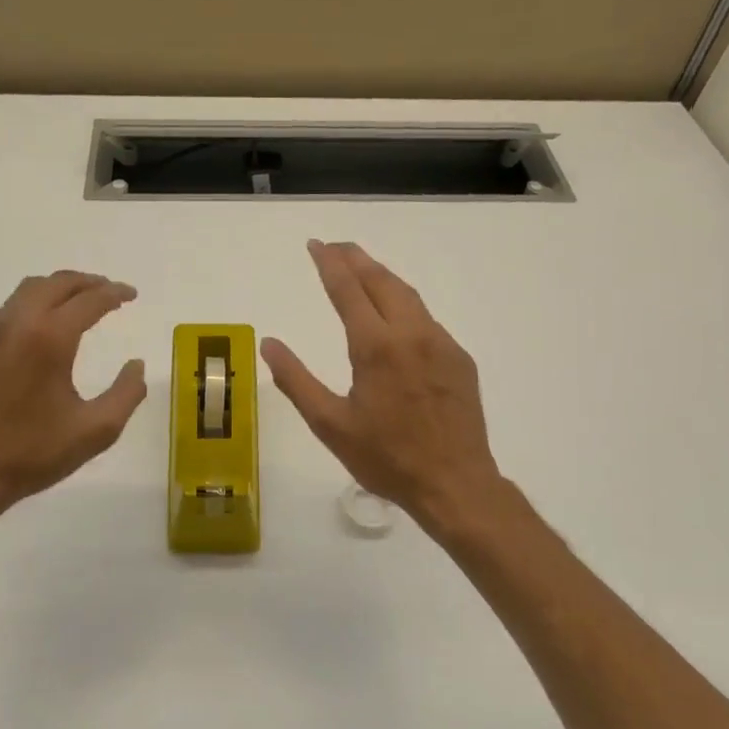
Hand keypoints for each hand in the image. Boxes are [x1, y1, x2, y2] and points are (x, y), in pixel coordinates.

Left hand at [0, 271, 147, 523]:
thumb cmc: (33, 453)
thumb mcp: (96, 431)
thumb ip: (127, 393)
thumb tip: (136, 364)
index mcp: (49, 339)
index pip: (88, 300)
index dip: (114, 293)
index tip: (131, 295)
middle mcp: (16, 324)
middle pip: (54, 283)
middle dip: (86, 282)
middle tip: (108, 291)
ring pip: (26, 292)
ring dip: (57, 290)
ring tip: (77, 304)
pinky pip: (5, 313)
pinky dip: (31, 308)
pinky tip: (40, 333)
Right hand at [263, 241, 504, 536]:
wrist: (455, 484)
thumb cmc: (386, 458)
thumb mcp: (330, 424)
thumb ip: (296, 380)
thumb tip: (269, 344)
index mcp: (375, 346)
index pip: (347, 289)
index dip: (329, 263)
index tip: (316, 244)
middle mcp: (411, 334)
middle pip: (381, 281)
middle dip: (356, 258)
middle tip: (336, 247)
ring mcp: (441, 343)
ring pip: (408, 295)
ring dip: (382, 277)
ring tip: (362, 269)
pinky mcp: (459, 358)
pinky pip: (427, 319)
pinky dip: (404, 304)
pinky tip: (396, 316)